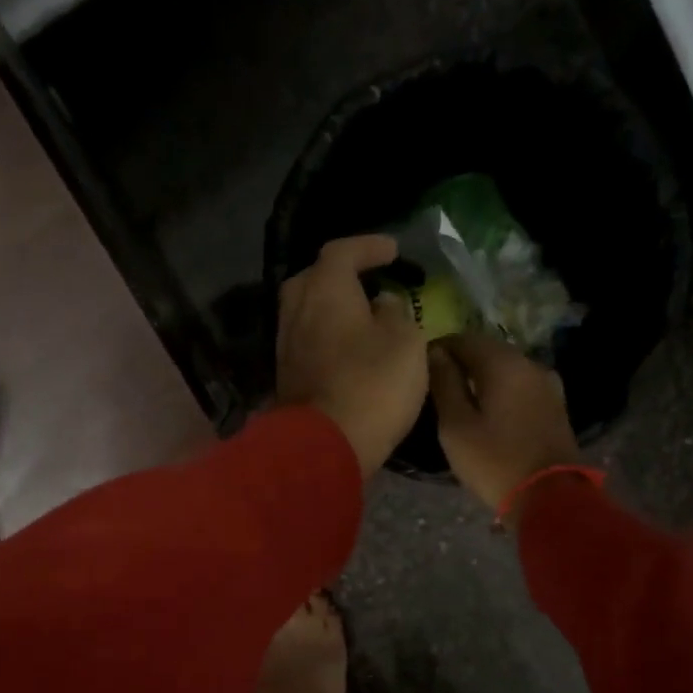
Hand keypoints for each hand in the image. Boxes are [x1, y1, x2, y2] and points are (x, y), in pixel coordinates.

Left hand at [277, 235, 428, 477]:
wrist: (324, 446)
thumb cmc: (372, 385)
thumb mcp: (405, 341)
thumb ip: (395, 312)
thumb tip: (381, 303)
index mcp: (325, 290)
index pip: (341, 251)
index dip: (368, 246)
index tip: (393, 252)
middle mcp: (296, 311)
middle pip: (313, 279)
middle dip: (340, 275)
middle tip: (368, 282)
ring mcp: (286, 347)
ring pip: (306, 313)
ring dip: (332, 309)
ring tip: (361, 317)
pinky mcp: (287, 378)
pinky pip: (307, 343)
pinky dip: (326, 337)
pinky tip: (347, 350)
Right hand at [429, 333, 580, 518]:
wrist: (550, 497)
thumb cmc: (494, 461)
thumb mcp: (456, 425)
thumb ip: (444, 384)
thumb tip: (434, 353)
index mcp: (503, 364)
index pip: (463, 339)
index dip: (438, 349)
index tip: (418, 368)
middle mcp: (529, 364)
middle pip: (487, 350)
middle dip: (460, 361)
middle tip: (435, 384)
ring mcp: (546, 384)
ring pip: (504, 368)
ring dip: (480, 377)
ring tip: (458, 399)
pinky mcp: (553, 404)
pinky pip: (518, 385)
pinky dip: (499, 389)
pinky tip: (486, 409)